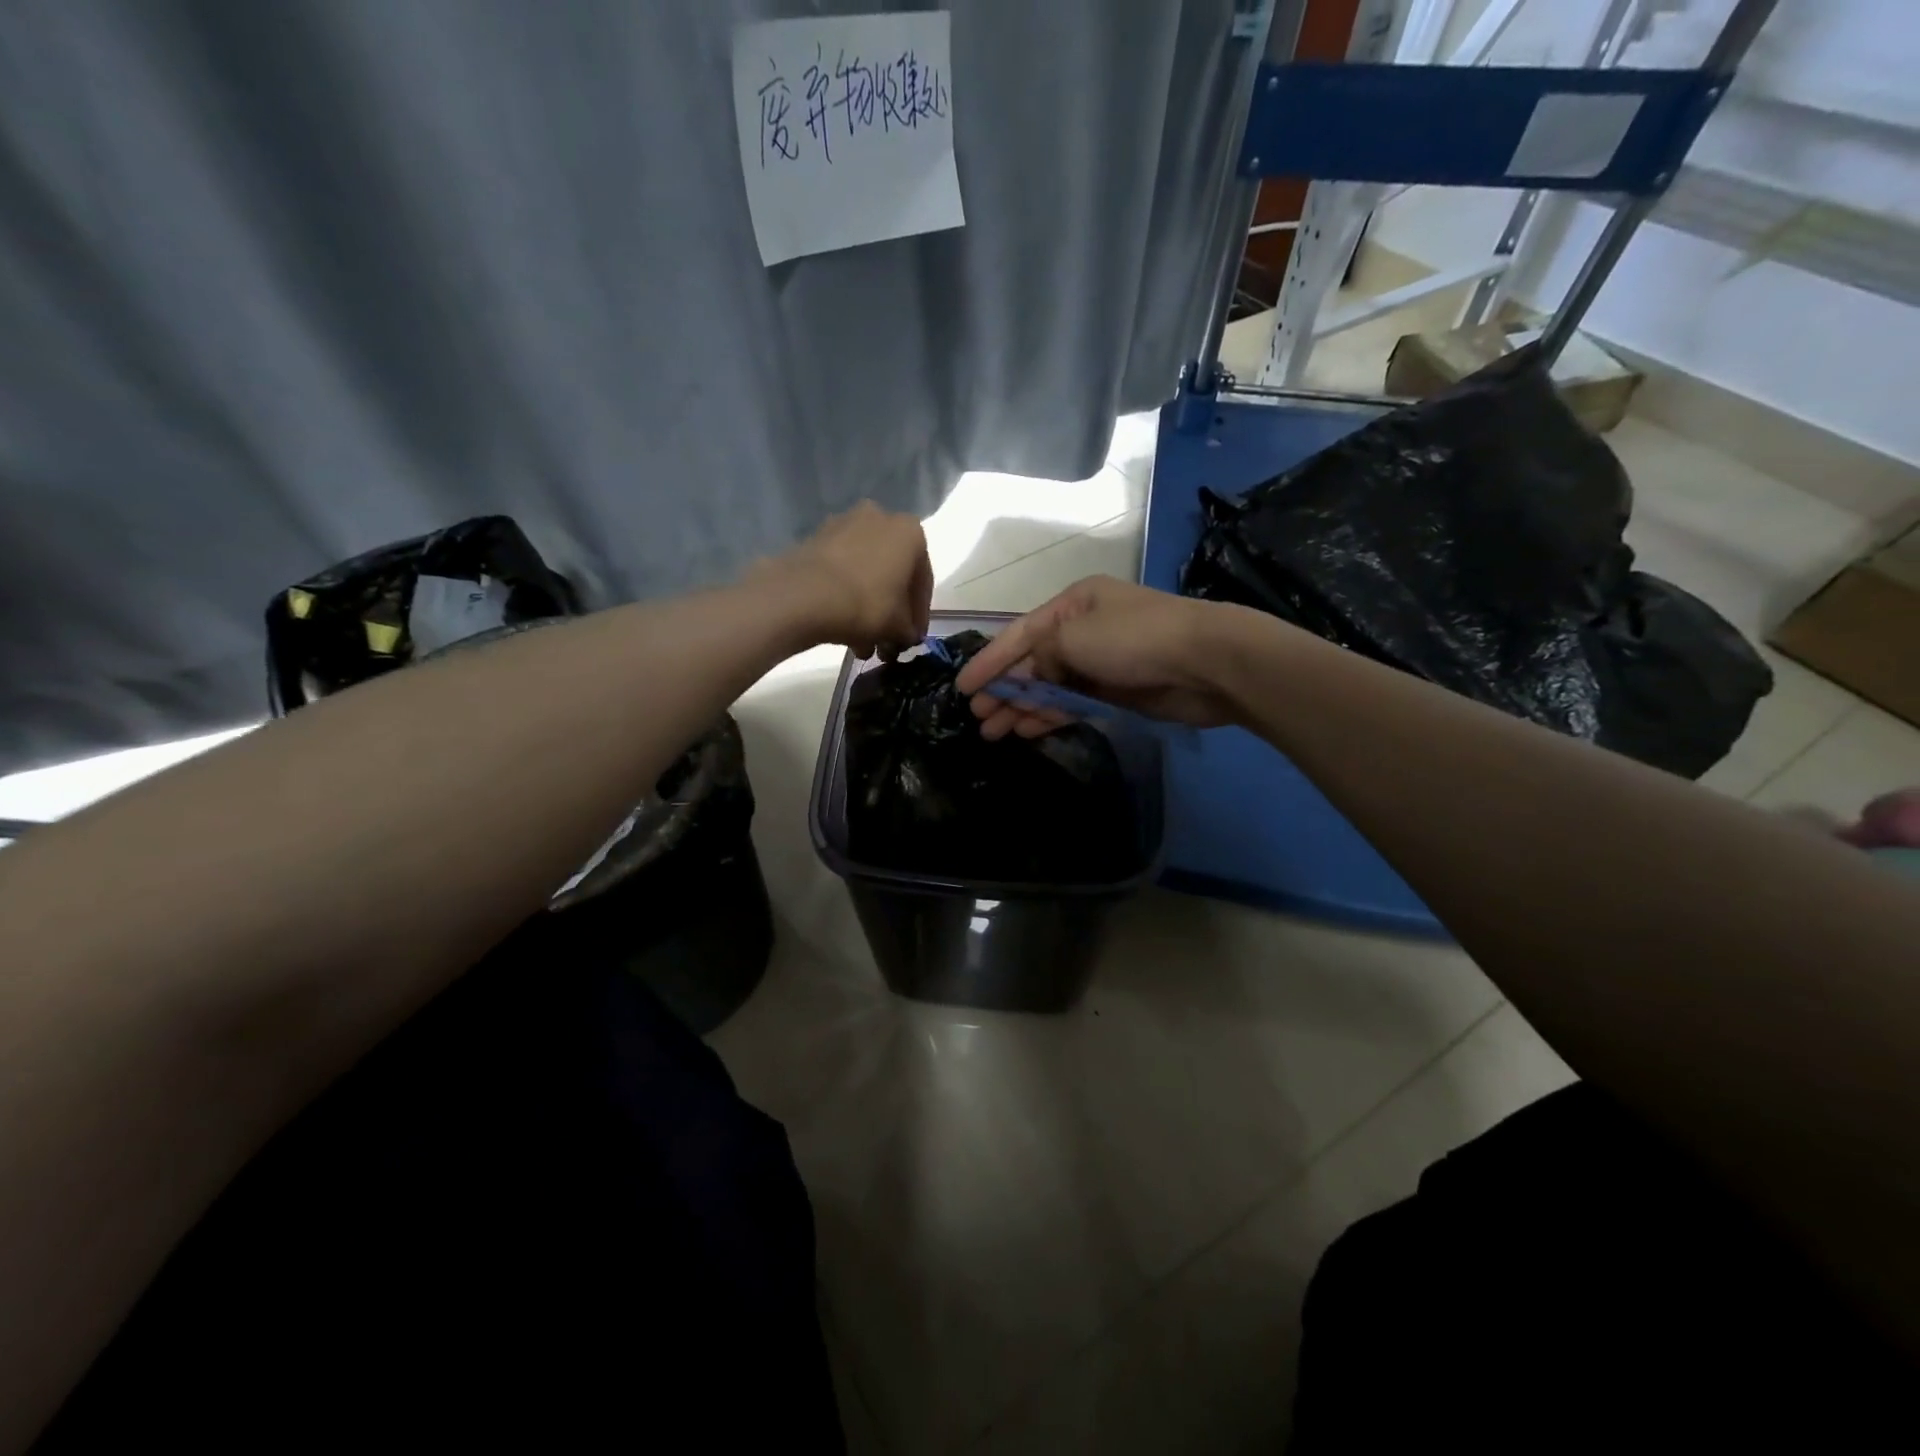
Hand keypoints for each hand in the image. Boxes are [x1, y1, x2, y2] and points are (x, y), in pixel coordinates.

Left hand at [758, 502, 932, 657]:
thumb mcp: (899, 627)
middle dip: (891, 612)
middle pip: (892, 574)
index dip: (919, 615)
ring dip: (868, 608)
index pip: (923, 580)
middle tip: (887, 644)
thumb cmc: (866, 604)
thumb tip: (905, 636)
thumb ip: (909, 631)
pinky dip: (845, 597)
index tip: (912, 639)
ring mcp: (843, 525)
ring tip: (862, 646)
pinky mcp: (815, 539)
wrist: (804, 596)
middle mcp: (879, 518)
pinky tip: (843, 629)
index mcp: (910, 532)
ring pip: (865, 574)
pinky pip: (841, 571)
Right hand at [954, 576, 1243, 739]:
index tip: (962, 687)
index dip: (988, 661)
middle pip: (1033, 662)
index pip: (1019, 634)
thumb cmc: (1136, 638)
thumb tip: (1035, 675)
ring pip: (1051, 686)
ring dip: (1023, 706)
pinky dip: (1050, 714)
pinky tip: (1028, 729)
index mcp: (1073, 604)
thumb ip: (1043, 655)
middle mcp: (1084, 629)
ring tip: (994, 731)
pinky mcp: (1118, 691)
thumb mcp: (1076, 635)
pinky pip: (1073, 703)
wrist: (1207, 662)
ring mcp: (1102, 662)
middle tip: (978, 717)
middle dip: (1004, 689)